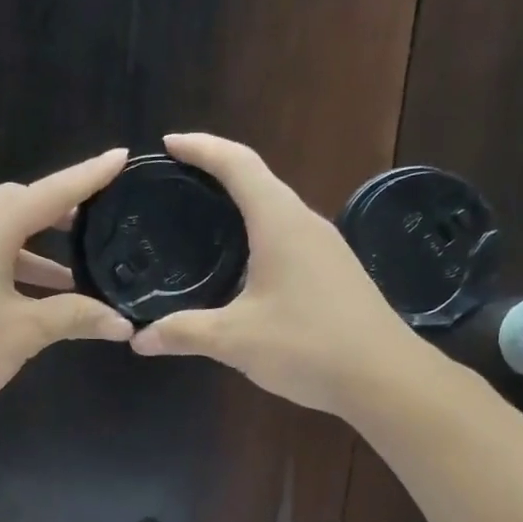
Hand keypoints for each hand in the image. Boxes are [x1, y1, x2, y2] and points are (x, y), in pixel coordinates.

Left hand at [0, 148, 135, 420]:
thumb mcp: (24, 332)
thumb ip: (75, 318)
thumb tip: (123, 323)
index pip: (48, 194)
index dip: (87, 177)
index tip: (120, 157)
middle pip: (19, 204)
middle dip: (60, 208)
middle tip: (97, 219)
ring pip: (3, 234)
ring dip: (40, 245)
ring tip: (77, 268)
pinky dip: (19, 267)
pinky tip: (39, 298)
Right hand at [130, 134, 419, 414]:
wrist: (384, 377)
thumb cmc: (307, 345)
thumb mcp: (235, 340)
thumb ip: (184, 333)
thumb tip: (138, 339)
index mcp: (280, 222)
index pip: (237, 164)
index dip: (201, 148)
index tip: (168, 144)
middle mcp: (306, 224)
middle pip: (258, 182)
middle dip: (217, 175)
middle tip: (177, 186)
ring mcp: (326, 249)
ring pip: (275, 212)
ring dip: (240, 208)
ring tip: (202, 224)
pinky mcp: (336, 274)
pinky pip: (288, 239)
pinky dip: (258, 237)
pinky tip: (242, 269)